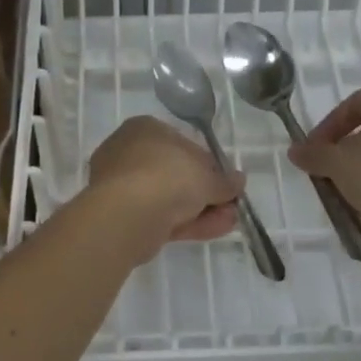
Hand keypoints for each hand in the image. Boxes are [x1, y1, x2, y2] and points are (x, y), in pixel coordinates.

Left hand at [83, 117, 242, 261]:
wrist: (127, 214)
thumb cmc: (168, 176)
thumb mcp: (207, 176)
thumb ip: (224, 180)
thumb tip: (238, 181)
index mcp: (145, 129)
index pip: (183, 144)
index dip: (209, 164)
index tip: (226, 182)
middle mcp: (129, 153)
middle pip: (176, 174)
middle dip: (206, 192)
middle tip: (231, 206)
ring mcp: (123, 186)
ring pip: (169, 198)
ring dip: (202, 210)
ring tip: (230, 222)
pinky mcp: (122, 216)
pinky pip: (160, 216)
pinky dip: (187, 223)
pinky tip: (214, 230)